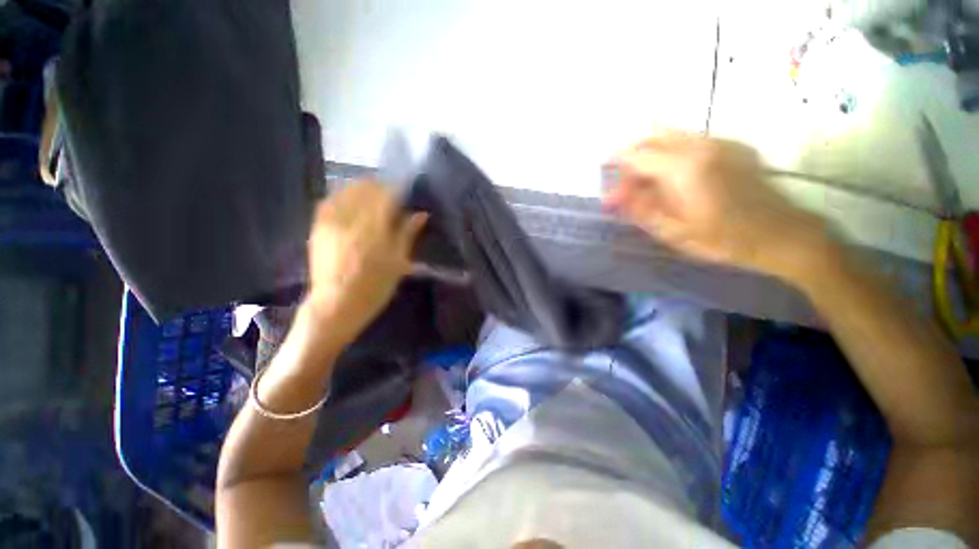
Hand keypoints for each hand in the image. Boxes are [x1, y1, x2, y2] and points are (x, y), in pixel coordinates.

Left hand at [306, 182, 426, 337]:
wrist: (336, 305)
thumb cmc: (374, 287)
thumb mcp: (398, 262)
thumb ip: (407, 234)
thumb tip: (421, 214)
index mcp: (373, 229)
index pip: (386, 195)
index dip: (397, 190)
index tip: (405, 195)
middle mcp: (350, 219)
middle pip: (365, 188)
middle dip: (380, 188)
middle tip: (390, 199)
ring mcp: (330, 222)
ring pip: (346, 191)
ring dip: (362, 190)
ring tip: (372, 200)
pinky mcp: (317, 227)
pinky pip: (330, 201)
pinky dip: (343, 197)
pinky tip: (351, 205)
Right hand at [604, 133, 830, 281]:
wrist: (782, 234)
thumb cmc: (724, 240)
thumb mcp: (674, 233)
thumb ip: (641, 210)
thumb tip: (614, 197)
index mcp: (684, 169)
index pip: (635, 155)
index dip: (616, 169)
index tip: (610, 189)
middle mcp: (701, 146)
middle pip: (651, 137)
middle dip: (631, 159)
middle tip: (627, 187)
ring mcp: (720, 141)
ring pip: (670, 134)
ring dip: (650, 155)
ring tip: (647, 184)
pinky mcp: (732, 145)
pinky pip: (690, 140)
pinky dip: (671, 153)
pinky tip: (675, 179)